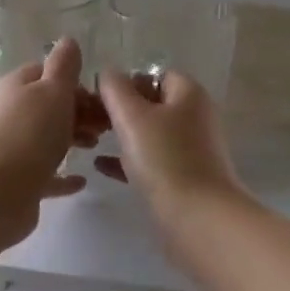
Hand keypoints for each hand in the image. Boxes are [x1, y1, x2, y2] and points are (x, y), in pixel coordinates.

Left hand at [0, 37, 102, 249]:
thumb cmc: (30, 135)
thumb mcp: (53, 91)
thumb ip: (64, 66)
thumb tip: (68, 41)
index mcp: (17, 86)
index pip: (48, 73)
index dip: (76, 83)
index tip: (102, 98)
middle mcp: (10, 113)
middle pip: (49, 106)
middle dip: (80, 111)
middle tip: (107, 125)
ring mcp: (12, 148)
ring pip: (47, 137)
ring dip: (73, 138)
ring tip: (96, 147)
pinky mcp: (17, 180)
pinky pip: (45, 173)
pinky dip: (63, 174)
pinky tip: (82, 180)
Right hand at [95, 68, 242, 222]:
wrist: (198, 217)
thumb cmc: (164, 159)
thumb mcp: (132, 116)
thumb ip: (115, 89)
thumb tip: (108, 73)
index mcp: (189, 95)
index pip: (156, 75)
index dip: (128, 81)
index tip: (100, 96)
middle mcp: (195, 118)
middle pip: (154, 104)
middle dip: (122, 109)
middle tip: (91, 119)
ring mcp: (192, 150)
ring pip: (152, 134)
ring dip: (124, 135)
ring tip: (92, 139)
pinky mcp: (185, 178)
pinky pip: (153, 161)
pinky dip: (129, 160)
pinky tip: (102, 167)